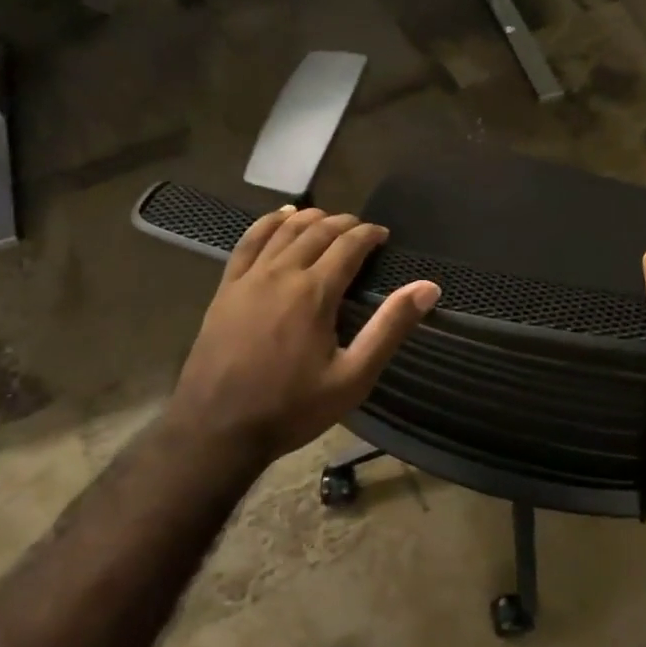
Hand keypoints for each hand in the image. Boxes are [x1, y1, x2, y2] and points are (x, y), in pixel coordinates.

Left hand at [162, 205, 440, 465]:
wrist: (217, 428)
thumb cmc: (292, 408)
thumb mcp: (353, 377)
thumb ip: (389, 328)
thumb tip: (428, 288)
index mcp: (314, 292)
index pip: (348, 245)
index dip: (369, 235)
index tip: (383, 236)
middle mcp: (282, 273)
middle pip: (317, 231)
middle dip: (344, 224)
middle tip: (362, 229)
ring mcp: (249, 278)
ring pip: (283, 230)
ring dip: (309, 218)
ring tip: (328, 218)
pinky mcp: (226, 288)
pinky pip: (248, 242)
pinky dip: (268, 223)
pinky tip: (279, 218)